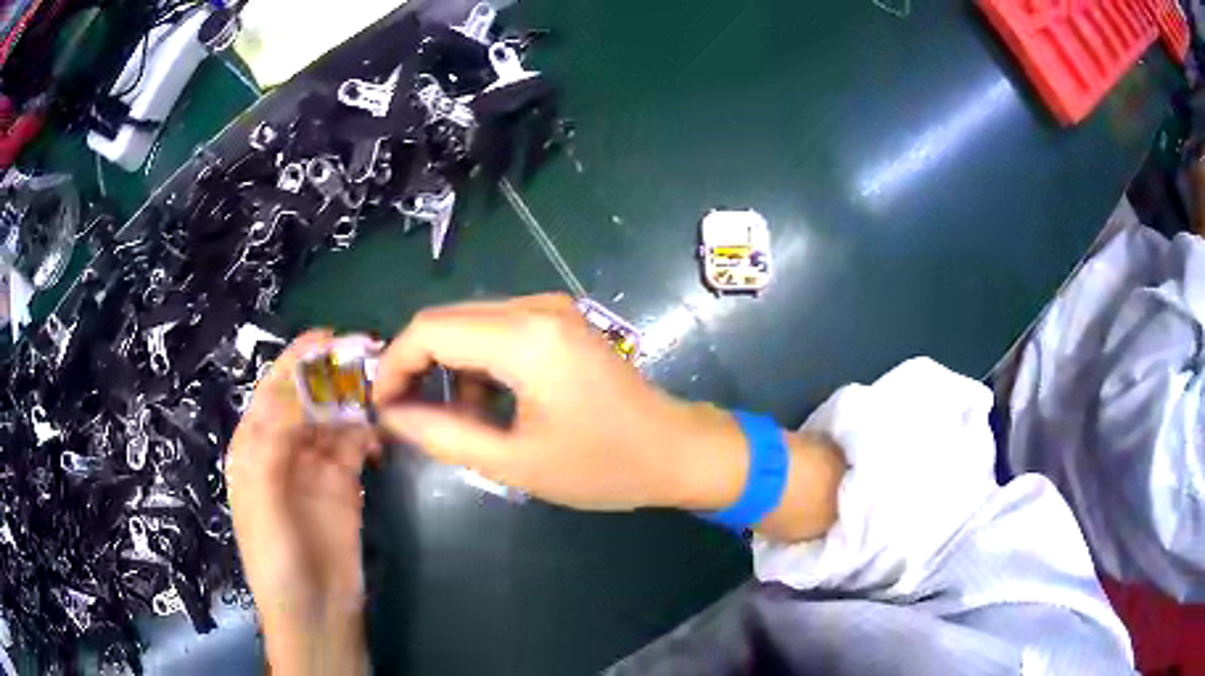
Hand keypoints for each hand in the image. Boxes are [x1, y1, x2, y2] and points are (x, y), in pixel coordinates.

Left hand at [226, 331, 378, 675]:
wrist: (314, 611)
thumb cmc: (275, 558)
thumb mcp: (260, 499)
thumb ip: (271, 444)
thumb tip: (298, 393)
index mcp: (254, 447)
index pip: (273, 392)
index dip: (296, 361)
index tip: (326, 337)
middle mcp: (283, 449)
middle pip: (307, 398)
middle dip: (331, 374)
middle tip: (367, 355)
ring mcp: (316, 466)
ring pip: (334, 417)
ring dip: (354, 400)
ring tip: (381, 387)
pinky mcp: (346, 484)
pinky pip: (356, 444)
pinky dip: (368, 431)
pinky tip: (381, 430)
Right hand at [371, 294, 748, 511]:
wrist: (674, 450)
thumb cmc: (602, 465)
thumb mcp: (514, 461)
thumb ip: (443, 435)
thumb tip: (392, 416)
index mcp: (525, 338)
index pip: (429, 330)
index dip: (394, 365)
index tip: (383, 407)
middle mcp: (535, 306)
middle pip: (446, 320)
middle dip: (416, 365)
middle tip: (408, 415)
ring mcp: (551, 308)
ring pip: (469, 324)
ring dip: (449, 367)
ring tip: (459, 421)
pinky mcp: (560, 320)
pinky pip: (497, 330)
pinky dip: (478, 363)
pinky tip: (490, 404)